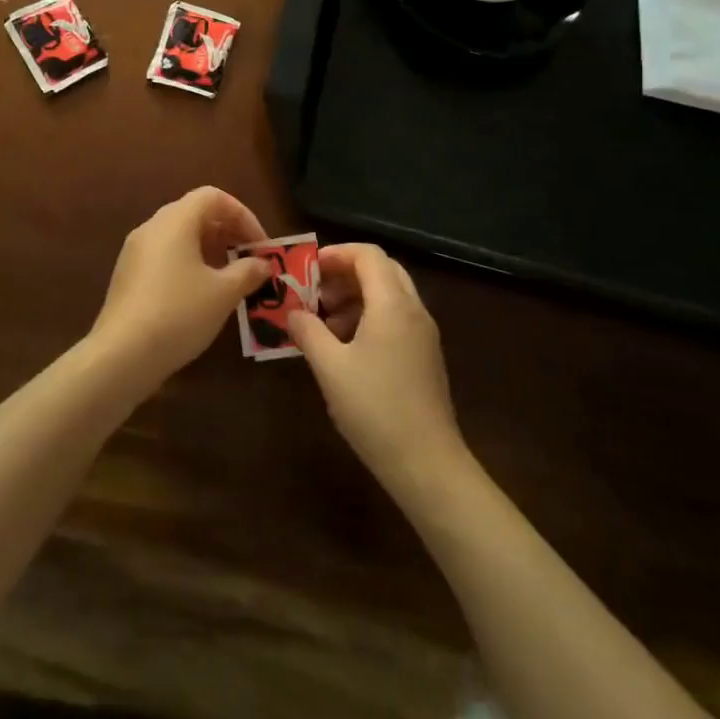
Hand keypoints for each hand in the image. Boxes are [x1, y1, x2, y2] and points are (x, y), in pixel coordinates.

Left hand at [89, 187, 271, 389]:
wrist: (122, 355)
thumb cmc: (179, 313)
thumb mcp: (223, 293)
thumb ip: (247, 272)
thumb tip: (262, 264)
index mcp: (175, 221)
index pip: (213, 197)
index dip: (243, 215)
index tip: (260, 246)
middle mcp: (152, 228)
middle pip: (195, 214)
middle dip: (228, 233)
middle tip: (250, 261)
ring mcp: (135, 252)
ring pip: (179, 237)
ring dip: (209, 251)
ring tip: (230, 280)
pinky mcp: (128, 276)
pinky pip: (165, 256)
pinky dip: (189, 265)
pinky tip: (201, 296)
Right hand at [287, 244, 464, 489]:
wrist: (427, 464)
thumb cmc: (375, 409)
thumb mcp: (330, 367)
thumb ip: (308, 331)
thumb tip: (292, 312)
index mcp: (393, 304)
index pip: (368, 254)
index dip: (336, 254)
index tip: (307, 269)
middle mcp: (413, 310)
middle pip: (381, 270)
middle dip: (344, 274)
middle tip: (314, 292)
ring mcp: (423, 334)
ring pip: (389, 295)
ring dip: (355, 297)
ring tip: (322, 322)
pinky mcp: (424, 356)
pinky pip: (395, 319)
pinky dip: (368, 317)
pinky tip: (344, 347)